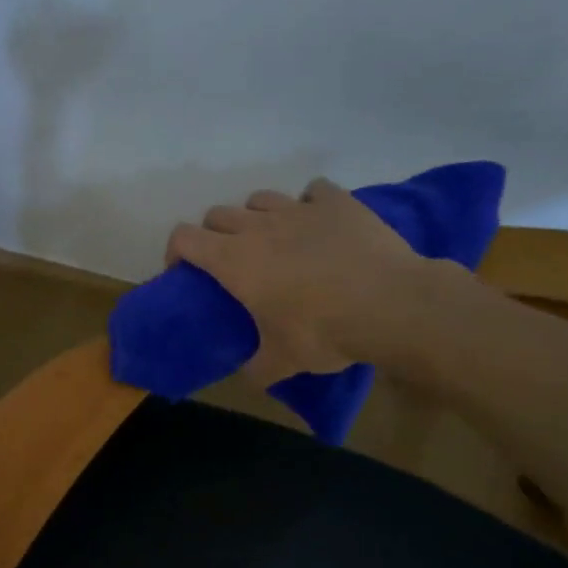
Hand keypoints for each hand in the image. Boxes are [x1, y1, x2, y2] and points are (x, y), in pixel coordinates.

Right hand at [165, 177, 455, 383]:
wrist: (391, 304)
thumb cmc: (323, 331)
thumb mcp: (283, 362)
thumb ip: (258, 368)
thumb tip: (251, 377)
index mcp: (233, 261)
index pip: (184, 238)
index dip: (176, 252)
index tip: (184, 272)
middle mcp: (259, 227)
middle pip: (218, 214)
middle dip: (214, 235)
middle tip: (229, 262)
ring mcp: (299, 209)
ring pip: (260, 198)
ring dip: (256, 216)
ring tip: (272, 240)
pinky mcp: (338, 202)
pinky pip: (312, 190)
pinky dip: (308, 203)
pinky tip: (318, 223)